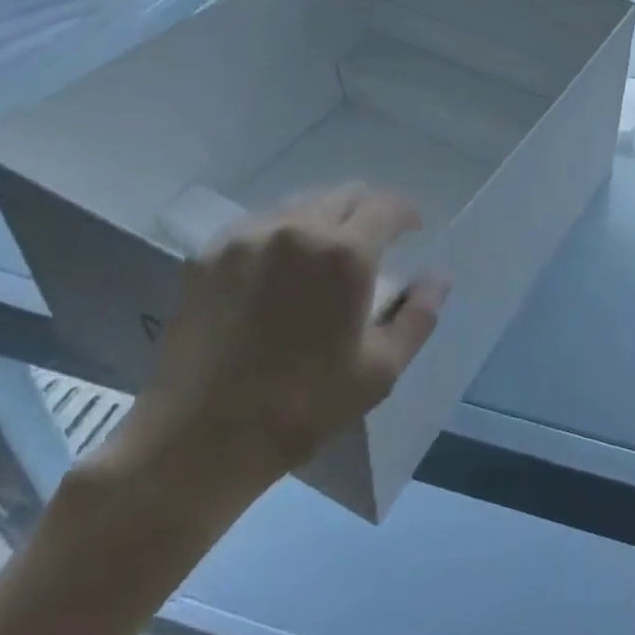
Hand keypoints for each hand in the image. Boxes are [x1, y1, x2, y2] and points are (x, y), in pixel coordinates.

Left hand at [101, 186, 445, 513]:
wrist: (197, 441)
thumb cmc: (302, 408)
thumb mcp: (380, 371)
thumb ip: (418, 316)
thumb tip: (438, 278)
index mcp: (344, 254)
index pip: (387, 204)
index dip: (406, 212)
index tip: (412, 231)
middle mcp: (297, 228)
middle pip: (345, 194)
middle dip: (368, 211)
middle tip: (374, 243)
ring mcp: (247, 237)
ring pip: (301, 203)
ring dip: (325, 218)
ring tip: (325, 255)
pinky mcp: (209, 254)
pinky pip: (260, 224)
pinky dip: (283, 233)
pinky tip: (279, 270)